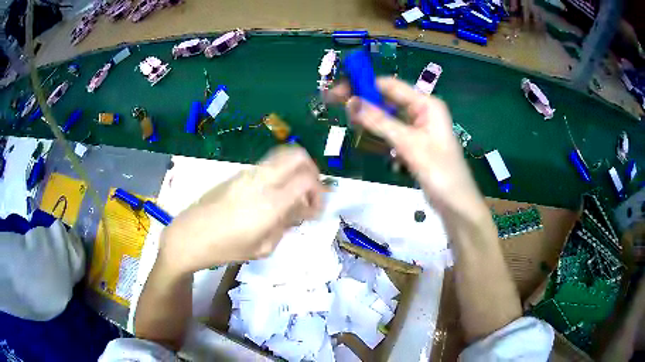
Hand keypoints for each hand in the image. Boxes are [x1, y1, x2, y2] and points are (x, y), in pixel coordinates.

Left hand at [159, 146, 323, 274]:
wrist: (189, 235)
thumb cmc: (226, 248)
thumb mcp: (263, 247)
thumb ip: (285, 224)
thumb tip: (299, 209)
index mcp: (270, 202)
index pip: (307, 179)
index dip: (319, 192)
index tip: (315, 210)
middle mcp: (261, 180)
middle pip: (297, 155)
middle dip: (311, 171)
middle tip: (309, 194)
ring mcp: (247, 173)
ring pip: (281, 157)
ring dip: (294, 172)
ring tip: (290, 197)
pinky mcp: (237, 174)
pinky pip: (267, 166)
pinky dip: (279, 175)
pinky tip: (270, 198)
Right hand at [329, 77, 484, 217]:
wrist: (456, 204)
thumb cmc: (439, 171)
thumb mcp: (409, 144)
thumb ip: (380, 122)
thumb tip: (351, 102)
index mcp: (426, 104)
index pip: (390, 86)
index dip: (363, 85)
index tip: (338, 92)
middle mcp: (422, 111)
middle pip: (388, 99)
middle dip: (364, 101)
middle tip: (337, 106)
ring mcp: (418, 127)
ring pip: (388, 116)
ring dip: (369, 118)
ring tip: (349, 122)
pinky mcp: (414, 143)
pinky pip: (392, 131)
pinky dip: (379, 132)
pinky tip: (365, 136)